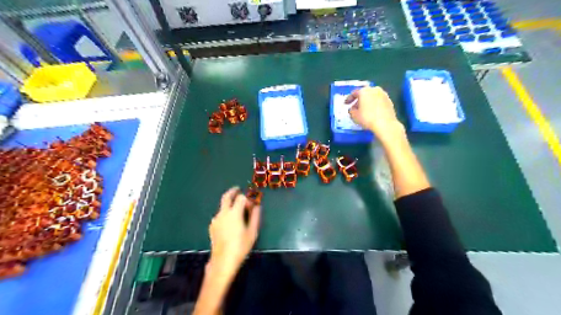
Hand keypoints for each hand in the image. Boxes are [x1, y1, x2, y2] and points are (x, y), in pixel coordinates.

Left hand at [208, 187, 260, 277]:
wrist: (223, 261)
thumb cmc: (241, 246)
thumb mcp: (252, 231)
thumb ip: (255, 216)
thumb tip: (257, 205)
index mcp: (234, 213)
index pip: (241, 197)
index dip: (248, 198)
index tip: (252, 202)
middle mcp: (223, 213)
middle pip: (226, 196)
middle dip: (233, 191)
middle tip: (238, 189)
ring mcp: (216, 219)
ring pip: (223, 206)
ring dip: (230, 204)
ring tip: (237, 210)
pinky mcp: (212, 226)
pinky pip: (220, 214)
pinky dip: (226, 212)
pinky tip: (230, 222)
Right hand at [345, 85, 405, 139]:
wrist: (385, 124)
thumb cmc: (367, 118)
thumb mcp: (354, 116)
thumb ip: (351, 110)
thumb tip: (353, 109)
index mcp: (364, 91)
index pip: (354, 93)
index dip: (349, 99)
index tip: (346, 104)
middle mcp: (375, 89)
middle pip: (364, 93)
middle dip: (359, 100)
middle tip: (355, 107)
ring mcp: (384, 95)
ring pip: (372, 97)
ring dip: (367, 102)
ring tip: (364, 110)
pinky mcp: (389, 101)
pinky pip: (379, 101)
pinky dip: (374, 105)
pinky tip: (373, 112)